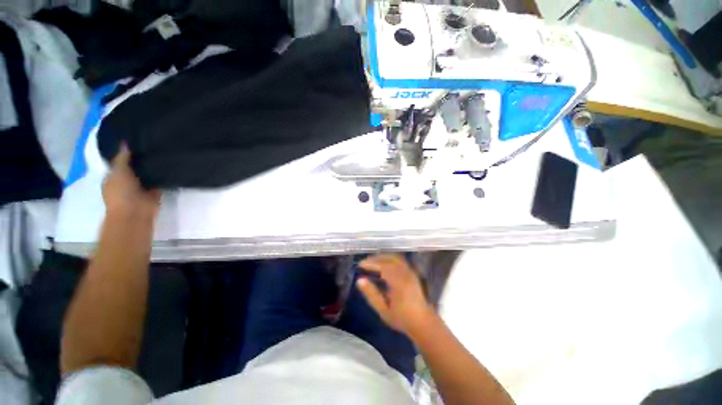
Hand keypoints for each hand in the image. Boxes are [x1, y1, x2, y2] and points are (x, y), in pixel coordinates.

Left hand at [103, 145, 160, 218]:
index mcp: (113, 177)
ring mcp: (140, 188)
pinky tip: (169, 165)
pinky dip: (163, 176)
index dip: (126, 153)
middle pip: (134, 168)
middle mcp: (126, 182)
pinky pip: (159, 182)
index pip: (119, 162)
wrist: (135, 212)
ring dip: (153, 167)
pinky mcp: (154, 193)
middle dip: (141, 159)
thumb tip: (125, 142)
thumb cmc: (121, 192)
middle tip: (153, 144)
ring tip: (163, 152)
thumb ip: (122, 157)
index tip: (137, 141)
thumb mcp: (119, 171)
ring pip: (147, 174)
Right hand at [357, 254, 434, 337]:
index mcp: (399, 282)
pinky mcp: (412, 273)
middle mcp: (405, 274)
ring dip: (383, 257)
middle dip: (376, 258)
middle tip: (365, 262)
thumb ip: (371, 294)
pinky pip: (400, 261)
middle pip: (389, 259)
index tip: (360, 264)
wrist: (423, 323)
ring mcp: (410, 272)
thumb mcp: (383, 310)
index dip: (370, 263)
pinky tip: (384, 265)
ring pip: (395, 258)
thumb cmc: (402, 318)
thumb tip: (359, 280)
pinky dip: (389, 259)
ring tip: (372, 262)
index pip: (382, 266)